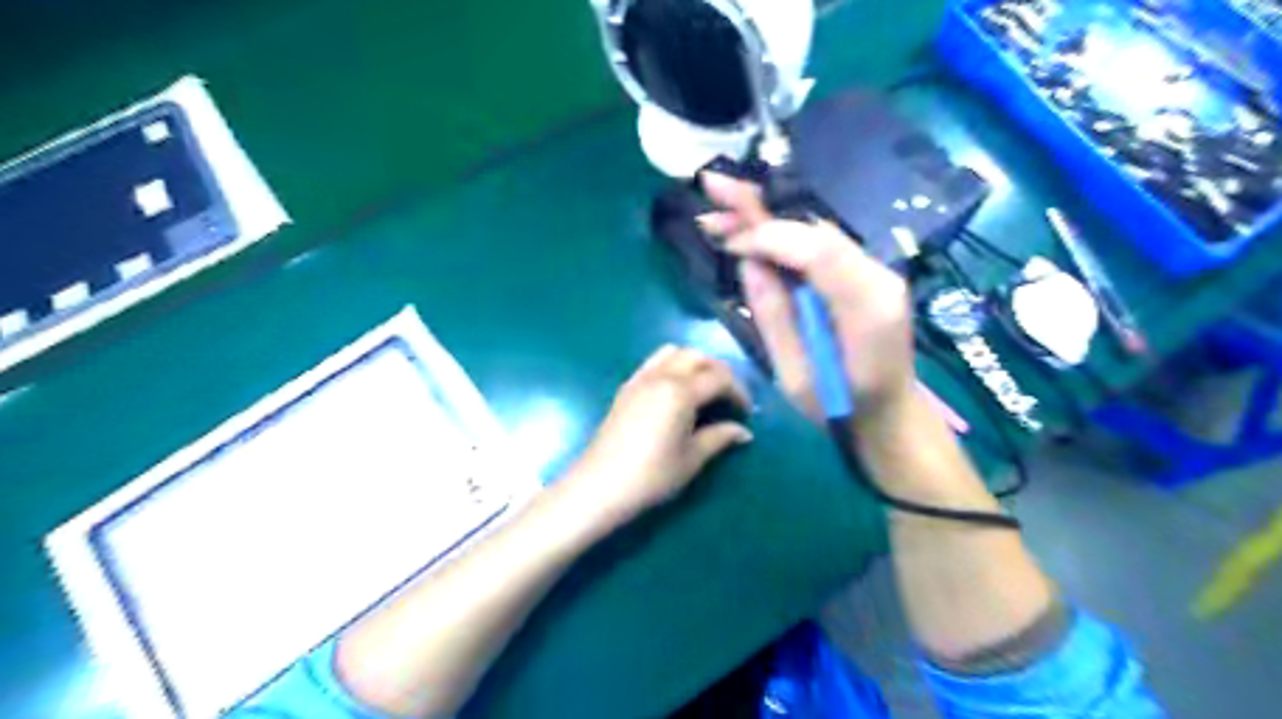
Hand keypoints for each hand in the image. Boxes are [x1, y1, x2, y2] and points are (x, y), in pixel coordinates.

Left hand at [568, 344, 751, 521]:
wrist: (600, 484)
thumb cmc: (651, 475)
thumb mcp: (692, 459)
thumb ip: (720, 437)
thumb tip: (744, 431)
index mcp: (681, 391)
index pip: (720, 377)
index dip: (739, 392)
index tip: (746, 413)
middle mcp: (661, 375)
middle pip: (698, 356)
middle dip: (719, 372)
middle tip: (729, 398)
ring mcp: (640, 378)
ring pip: (674, 352)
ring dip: (695, 363)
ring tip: (704, 389)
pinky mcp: (626, 387)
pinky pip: (654, 362)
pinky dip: (672, 366)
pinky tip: (676, 392)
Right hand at [698, 172, 916, 424]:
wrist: (890, 415)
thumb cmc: (839, 407)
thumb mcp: (795, 376)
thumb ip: (774, 316)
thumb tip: (748, 261)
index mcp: (866, 306)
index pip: (816, 250)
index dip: (768, 236)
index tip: (727, 240)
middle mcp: (878, 276)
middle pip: (817, 228)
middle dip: (763, 206)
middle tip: (713, 185)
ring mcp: (875, 271)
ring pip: (816, 230)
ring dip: (768, 217)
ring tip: (721, 208)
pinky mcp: (864, 273)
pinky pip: (820, 244)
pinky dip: (783, 235)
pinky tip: (750, 230)